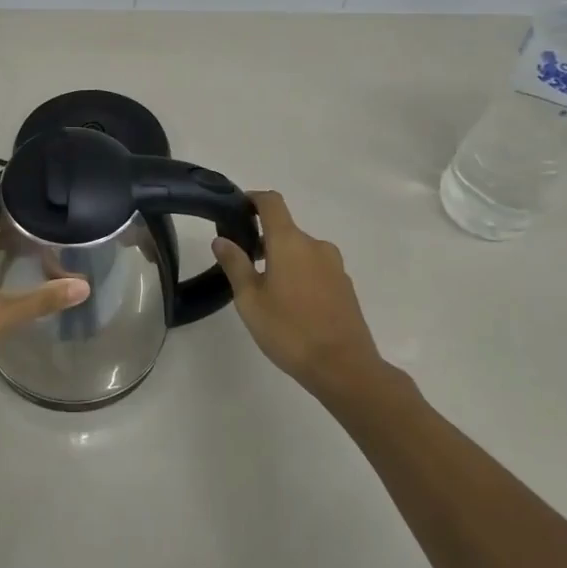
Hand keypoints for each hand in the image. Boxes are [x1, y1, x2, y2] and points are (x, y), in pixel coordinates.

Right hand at [212, 190, 384, 400]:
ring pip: (301, 251)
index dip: (253, 199)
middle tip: (243, 265)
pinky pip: (316, 268)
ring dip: (283, 259)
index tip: (238, 209)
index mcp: (290, 242)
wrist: (344, 368)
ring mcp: (334, 266)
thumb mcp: (250, 300)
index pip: (272, 202)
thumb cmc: (290, 330)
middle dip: (264, 240)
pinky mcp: (345, 286)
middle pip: (286, 229)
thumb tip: (221, 240)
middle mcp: (315, 246)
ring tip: (266, 290)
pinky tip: (291, 305)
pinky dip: (300, 274)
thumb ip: (235, 265)